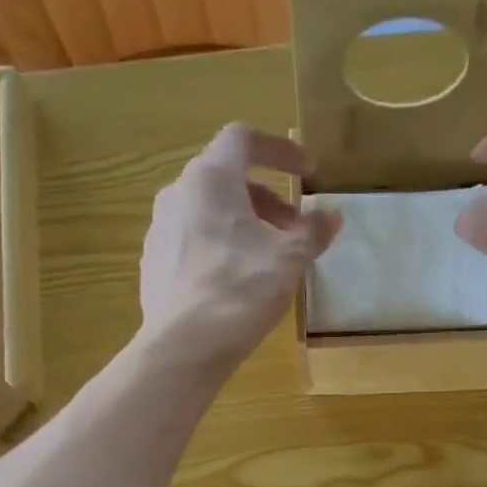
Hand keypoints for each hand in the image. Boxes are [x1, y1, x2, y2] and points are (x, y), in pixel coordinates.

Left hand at [137, 124, 341, 376]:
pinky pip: (191, 242)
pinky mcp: (154, 264)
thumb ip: (312, 233)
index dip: (280, 150)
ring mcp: (160, 229)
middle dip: (266, 199)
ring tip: (267, 259)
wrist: (184, 346)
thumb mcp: (288, 261)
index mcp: (210, 178)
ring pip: (207, 212)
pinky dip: (219, 248)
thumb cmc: (240, 290)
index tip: (307, 174)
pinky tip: (235, 283)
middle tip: (293, 229)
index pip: (244, 139)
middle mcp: (178, 193)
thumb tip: (332, 217)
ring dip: (242, 225)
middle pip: (226, 178)